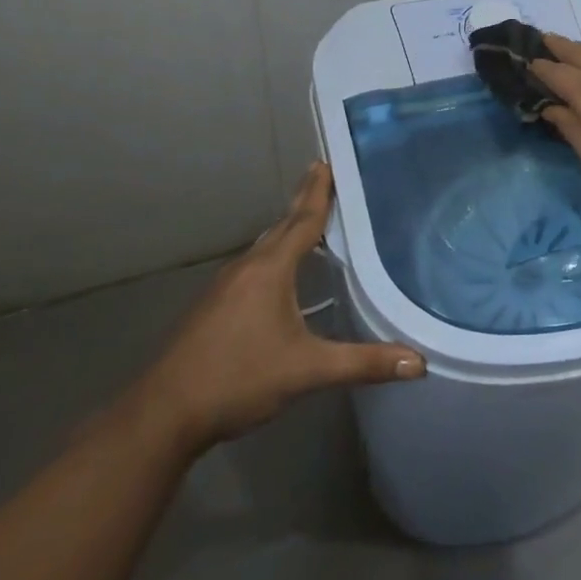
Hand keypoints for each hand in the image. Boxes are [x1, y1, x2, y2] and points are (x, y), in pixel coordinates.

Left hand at [127, 162, 423, 456]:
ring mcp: (223, 288)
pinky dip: (272, 257)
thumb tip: (418, 363)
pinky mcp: (211, 309)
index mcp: (269, 271)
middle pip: (280, 227)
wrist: (162, 416)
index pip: (302, 221)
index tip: (326, 163)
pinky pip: (251, 268)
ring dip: (286, 230)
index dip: (318, 193)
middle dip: (303, 203)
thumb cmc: (238, 380)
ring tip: (307, 220)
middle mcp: (245, 270)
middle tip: (321, 177)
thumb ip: (363, 363)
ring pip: (263, 248)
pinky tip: (278, 274)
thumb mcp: (307, 371)